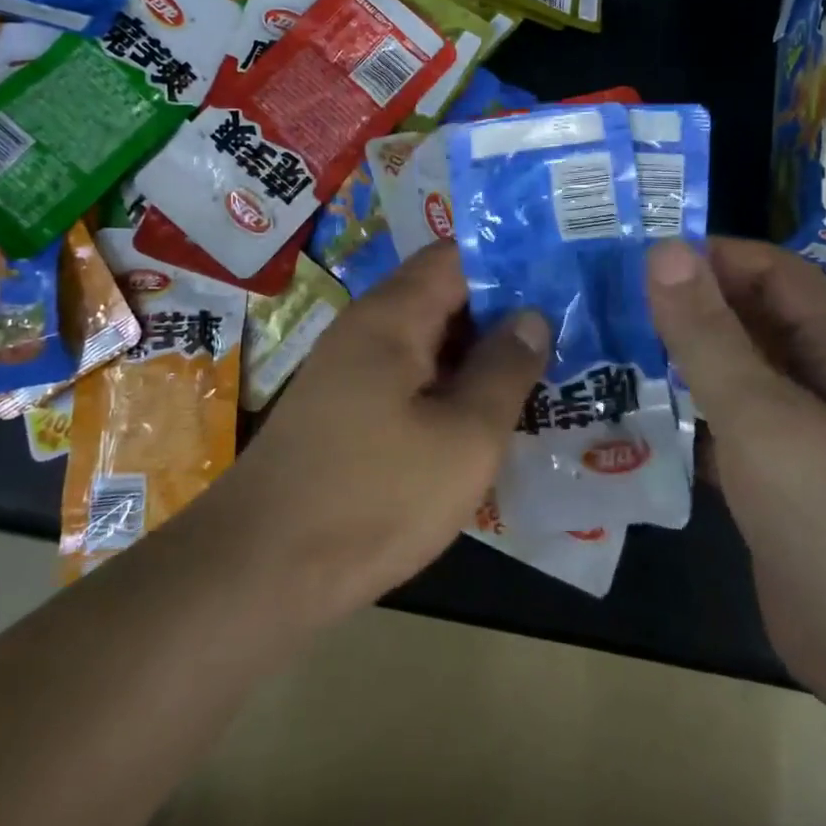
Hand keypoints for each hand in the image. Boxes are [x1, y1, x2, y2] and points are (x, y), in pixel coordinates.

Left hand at [201, 241, 549, 622]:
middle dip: (502, 309)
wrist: (260, 570)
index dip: (511, 260)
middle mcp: (366, 328)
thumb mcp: (464, 438)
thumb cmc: (373, 497)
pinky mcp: (345, 409)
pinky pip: (409, 376)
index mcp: (393, 316)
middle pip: (443, 294)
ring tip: (540, 369)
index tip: (563, 276)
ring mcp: (350, 369)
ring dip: (477, 351)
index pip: (457, 255)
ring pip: (428, 339)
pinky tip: (485, 413)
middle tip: (566, 329)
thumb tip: (532, 315)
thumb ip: (504, 370)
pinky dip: (449, 383)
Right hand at [644, 237, 825, 706]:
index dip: (707, 256)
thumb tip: (664, 251)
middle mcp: (824, 379)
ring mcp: (800, 432)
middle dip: (682, 307)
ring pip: (730, 373)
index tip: (632, 256)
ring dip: (675, 361)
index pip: (769, 270)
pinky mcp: (774, 477)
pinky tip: (627, 413)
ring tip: (603, 348)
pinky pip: (722, 425)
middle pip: (746, 319)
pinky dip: (681, 414)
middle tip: (603, 302)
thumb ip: (708, 334)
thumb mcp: (764, 416)